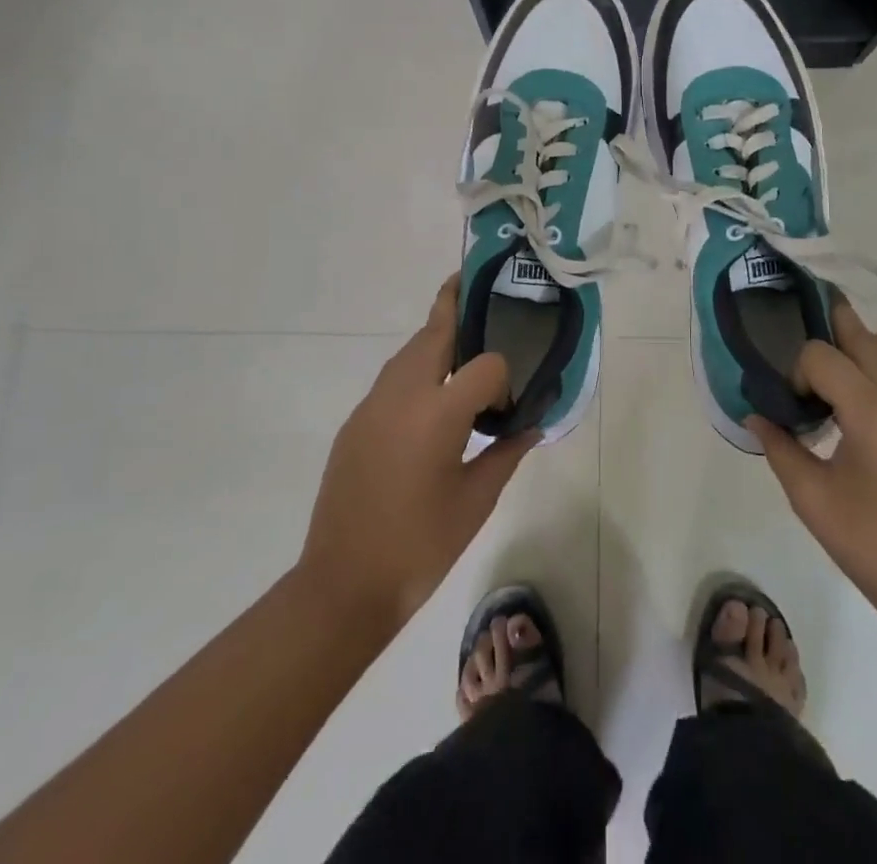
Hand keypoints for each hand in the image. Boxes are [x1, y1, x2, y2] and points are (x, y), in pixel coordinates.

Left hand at [297, 277, 539, 637]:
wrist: (343, 584)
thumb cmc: (420, 546)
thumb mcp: (476, 501)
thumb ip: (507, 453)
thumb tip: (533, 425)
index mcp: (438, 413)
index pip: (485, 364)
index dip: (504, 377)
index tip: (509, 406)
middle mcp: (402, 395)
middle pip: (434, 331)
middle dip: (457, 306)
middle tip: (481, 291)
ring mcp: (372, 406)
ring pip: (408, 351)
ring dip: (435, 337)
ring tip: (463, 341)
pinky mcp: (356, 422)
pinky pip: (392, 379)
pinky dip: (416, 369)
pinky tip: (431, 397)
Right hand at [748, 304, 876, 643]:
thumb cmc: (874, 547)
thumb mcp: (812, 498)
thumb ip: (779, 447)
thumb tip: (756, 416)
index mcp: (876, 410)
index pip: (822, 355)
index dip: (799, 371)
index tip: (798, 405)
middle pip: (865, 339)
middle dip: (833, 342)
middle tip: (812, 367)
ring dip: (866, 356)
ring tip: (843, 384)